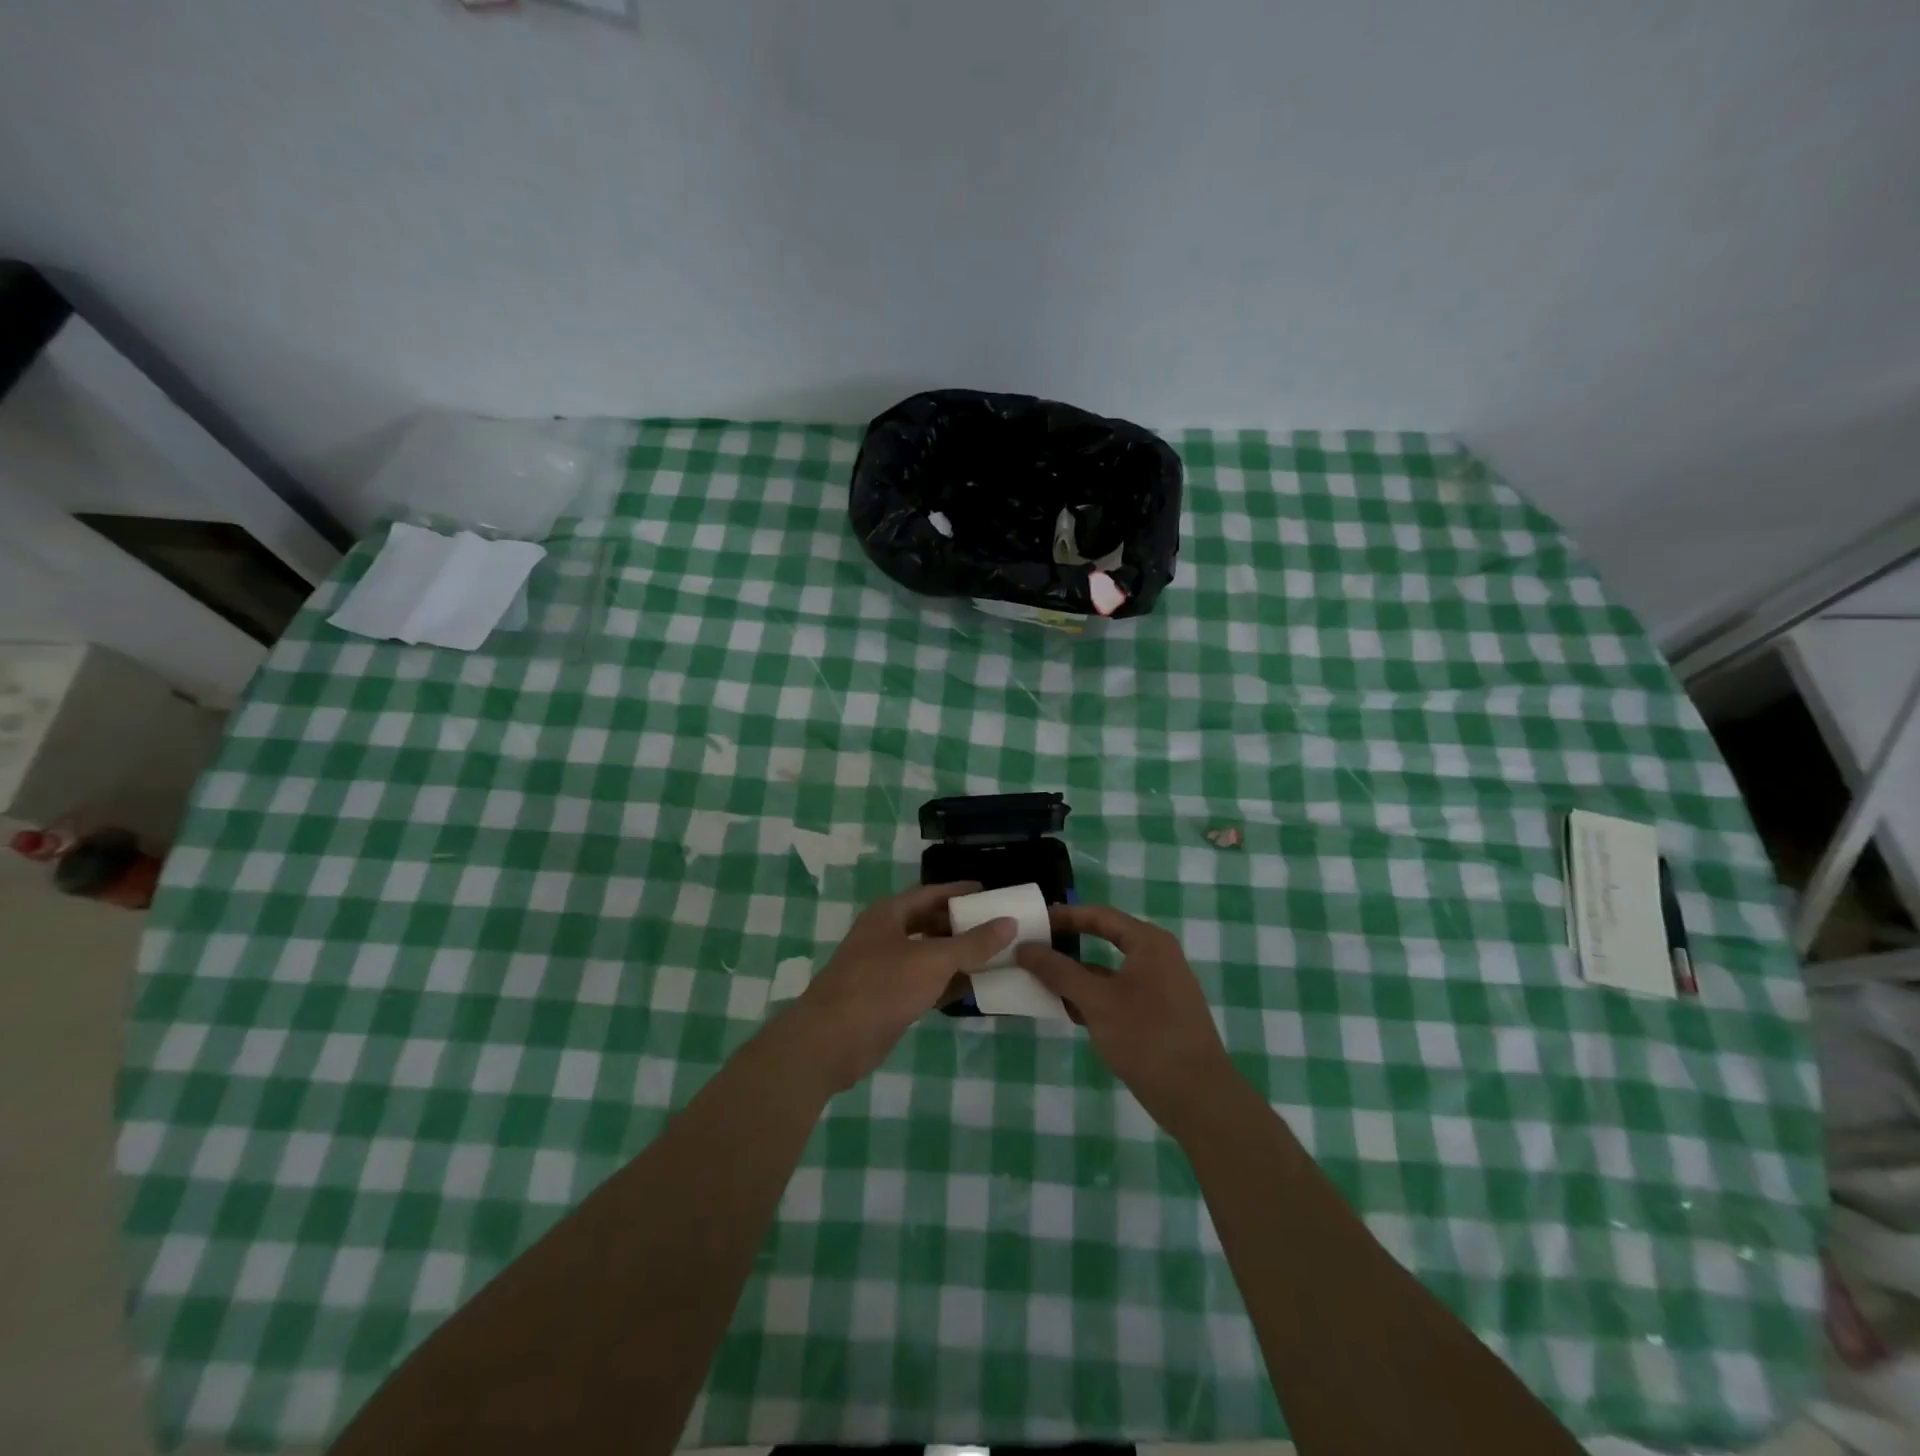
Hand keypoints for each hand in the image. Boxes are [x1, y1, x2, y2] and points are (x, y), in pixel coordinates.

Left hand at [791, 882, 1014, 1091]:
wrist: (832, 1041)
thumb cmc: (881, 987)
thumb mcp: (933, 960)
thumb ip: (972, 943)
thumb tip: (1009, 922)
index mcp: (889, 914)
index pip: (930, 893)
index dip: (959, 891)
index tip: (990, 893)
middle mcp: (885, 936)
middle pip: (929, 923)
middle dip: (961, 925)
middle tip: (997, 927)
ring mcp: (883, 969)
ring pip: (927, 956)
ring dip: (957, 957)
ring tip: (994, 957)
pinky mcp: (886, 999)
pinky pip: (923, 983)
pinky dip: (945, 984)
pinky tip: (973, 989)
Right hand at [1017, 903, 1234, 1128]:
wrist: (1197, 1097)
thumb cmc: (1146, 1037)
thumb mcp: (1096, 1001)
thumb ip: (1059, 971)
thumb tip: (1025, 948)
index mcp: (1149, 943)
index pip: (1100, 916)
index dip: (1066, 915)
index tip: (1034, 920)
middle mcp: (1158, 957)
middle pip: (1106, 940)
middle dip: (1069, 947)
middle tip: (1034, 949)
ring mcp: (1161, 987)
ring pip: (1110, 972)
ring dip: (1078, 976)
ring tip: (1041, 981)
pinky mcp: (1159, 1014)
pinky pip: (1119, 994)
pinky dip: (1094, 998)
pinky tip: (1068, 1011)